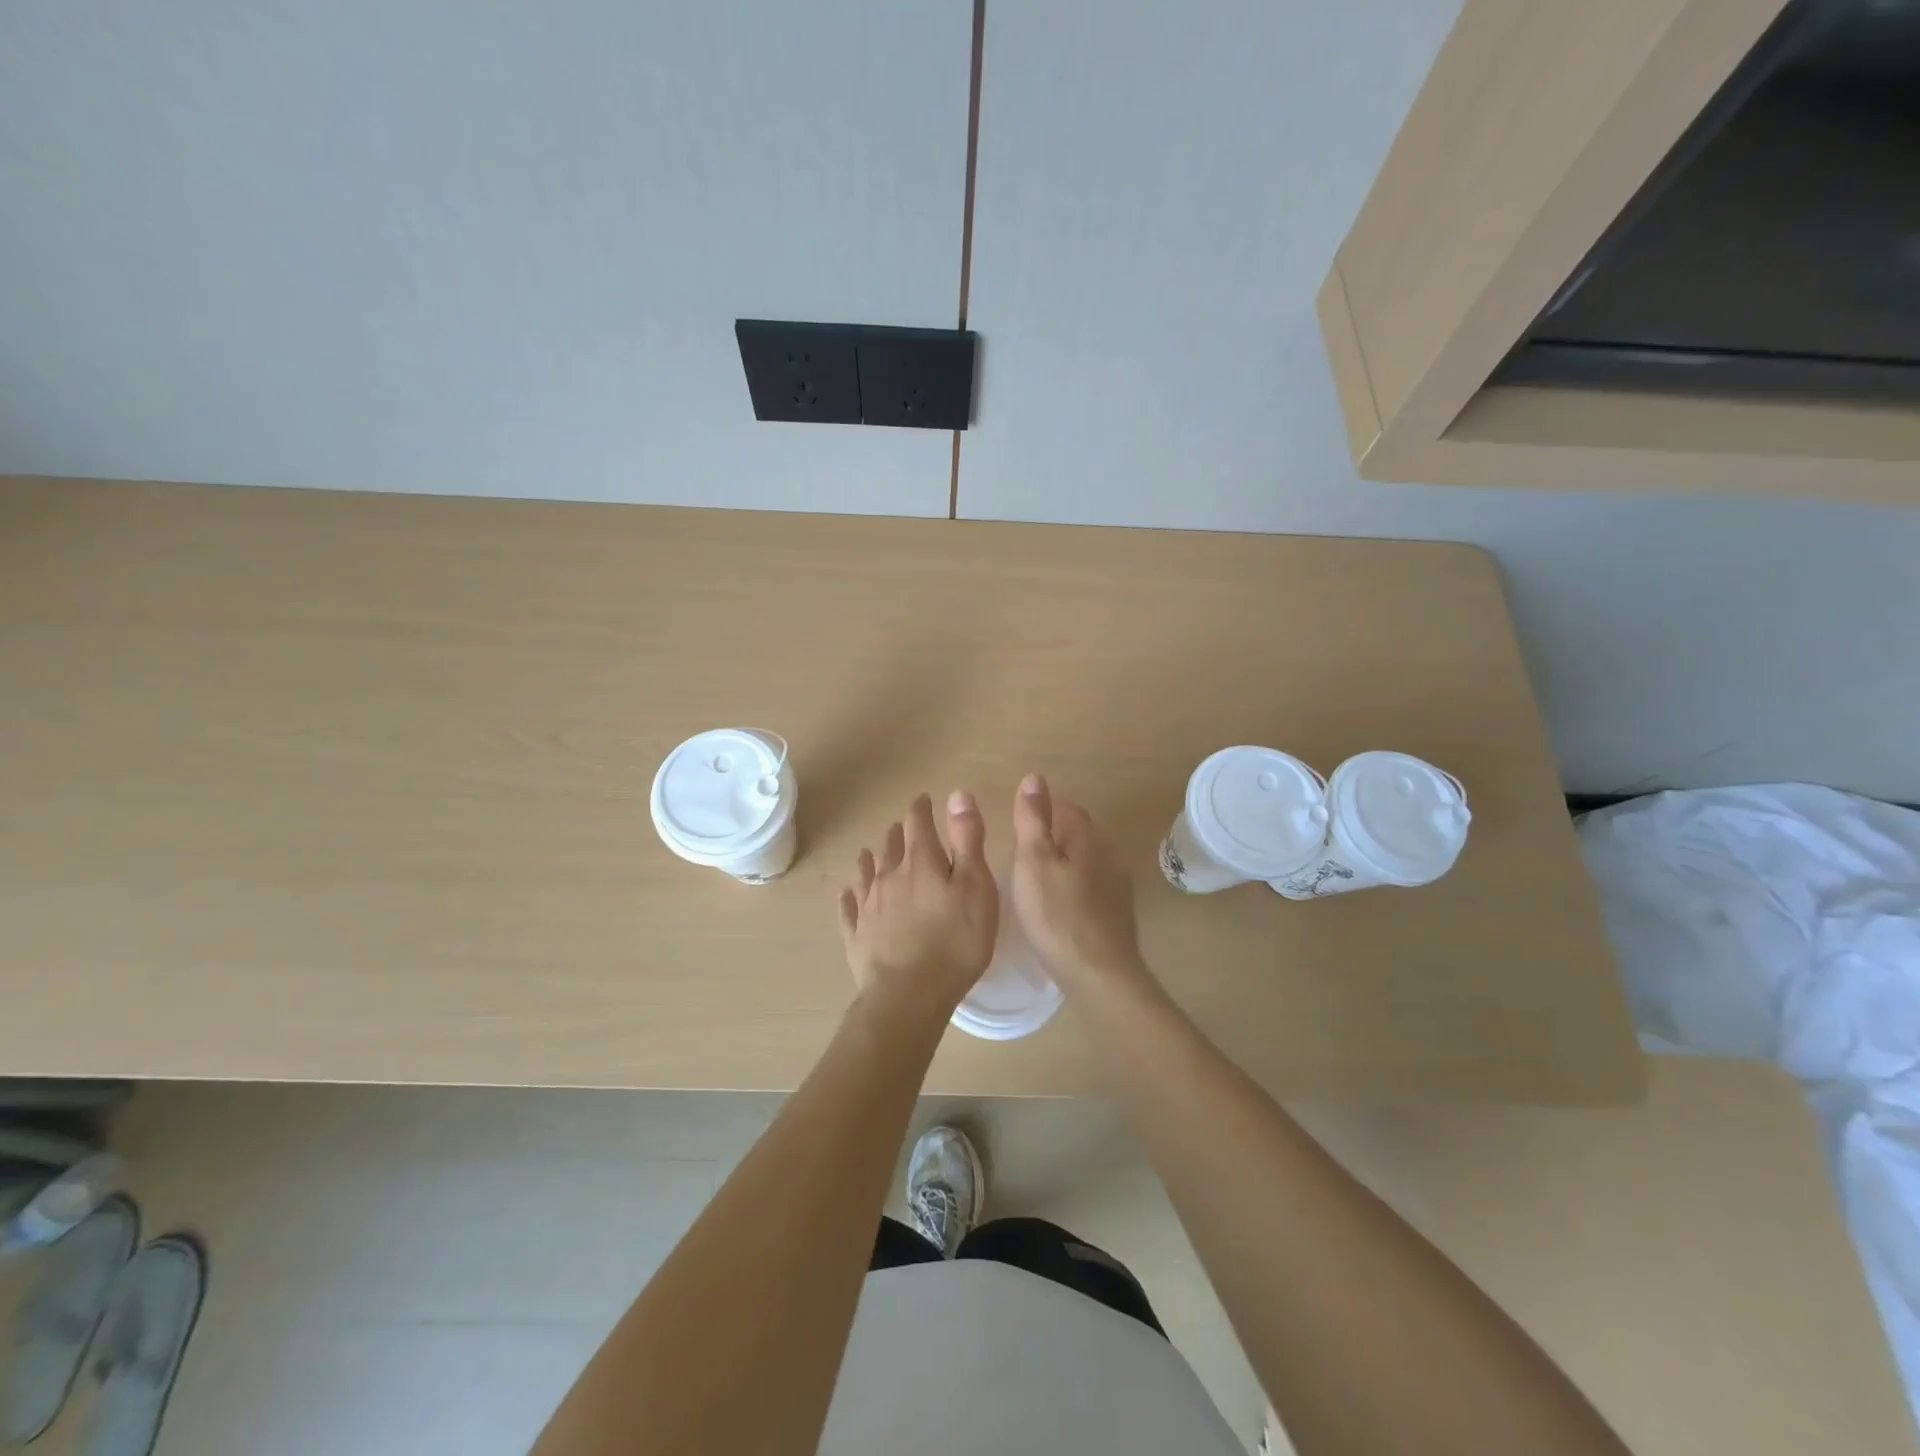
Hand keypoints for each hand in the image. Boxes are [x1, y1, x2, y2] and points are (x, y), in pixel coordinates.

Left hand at [839, 791, 998, 1023]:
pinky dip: (850, 897)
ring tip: (873, 854)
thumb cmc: (955, 941)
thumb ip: (967, 839)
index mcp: (921, 861)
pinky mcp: (856, 935)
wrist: (909, 995)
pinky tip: (848, 895)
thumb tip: (956, 794)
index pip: (917, 822)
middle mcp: (889, 876)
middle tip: (904, 829)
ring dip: (872, 859)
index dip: (921, 808)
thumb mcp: (976, 886)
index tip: (924, 800)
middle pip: (890, 845)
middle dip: (899, 833)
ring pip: (867, 872)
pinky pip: (849, 908)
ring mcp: (868, 906)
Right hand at [1010, 775, 1156, 995]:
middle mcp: (1108, 857)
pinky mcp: (1117, 917)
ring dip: (1065, 864)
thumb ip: (1033, 821)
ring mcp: (1118, 888)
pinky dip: (1074, 889)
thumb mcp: (1033, 863)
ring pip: (1087, 863)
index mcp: (1087, 840)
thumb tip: (1034, 777)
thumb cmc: (1057, 916)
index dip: (1046, 809)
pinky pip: (1092, 890)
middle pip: (1080, 835)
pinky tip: (1059, 908)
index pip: (1069, 810)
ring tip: (1036, 880)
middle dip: (1054, 836)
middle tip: (1023, 851)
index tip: (1021, 819)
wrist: (1100, 975)